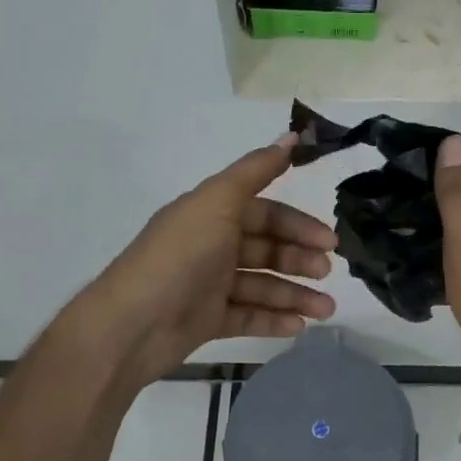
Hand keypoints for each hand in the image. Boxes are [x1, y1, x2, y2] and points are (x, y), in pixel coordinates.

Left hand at [50, 135, 336, 398]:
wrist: (131, 326)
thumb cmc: (180, 257)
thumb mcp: (218, 202)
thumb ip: (256, 170)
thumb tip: (292, 135)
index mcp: (211, 213)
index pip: (264, 212)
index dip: (297, 224)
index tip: (329, 240)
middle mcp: (211, 245)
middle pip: (266, 248)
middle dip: (299, 259)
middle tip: (327, 273)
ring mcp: (208, 285)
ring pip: (262, 285)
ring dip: (295, 294)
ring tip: (326, 309)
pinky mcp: (206, 320)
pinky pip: (247, 316)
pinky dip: (273, 318)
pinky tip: (299, 326)